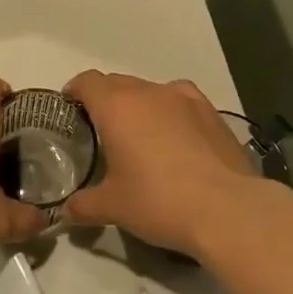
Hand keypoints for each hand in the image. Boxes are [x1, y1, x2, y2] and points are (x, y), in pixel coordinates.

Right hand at [60, 72, 281, 257]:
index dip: (75, 91)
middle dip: (105, 99)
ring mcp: (184, 98)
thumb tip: (65, 211)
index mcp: (117, 106)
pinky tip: (176, 136)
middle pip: (117, 83)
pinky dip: (170, 111)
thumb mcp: (113, 208)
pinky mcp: (211, 111)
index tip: (69, 106)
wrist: (227, 209)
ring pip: (150, 90)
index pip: (87, 82)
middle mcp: (148, 92)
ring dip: (139, 105)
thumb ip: (83, 205)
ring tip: (140, 134)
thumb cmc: (159, 201)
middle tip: (101, 128)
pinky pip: (180, 101)